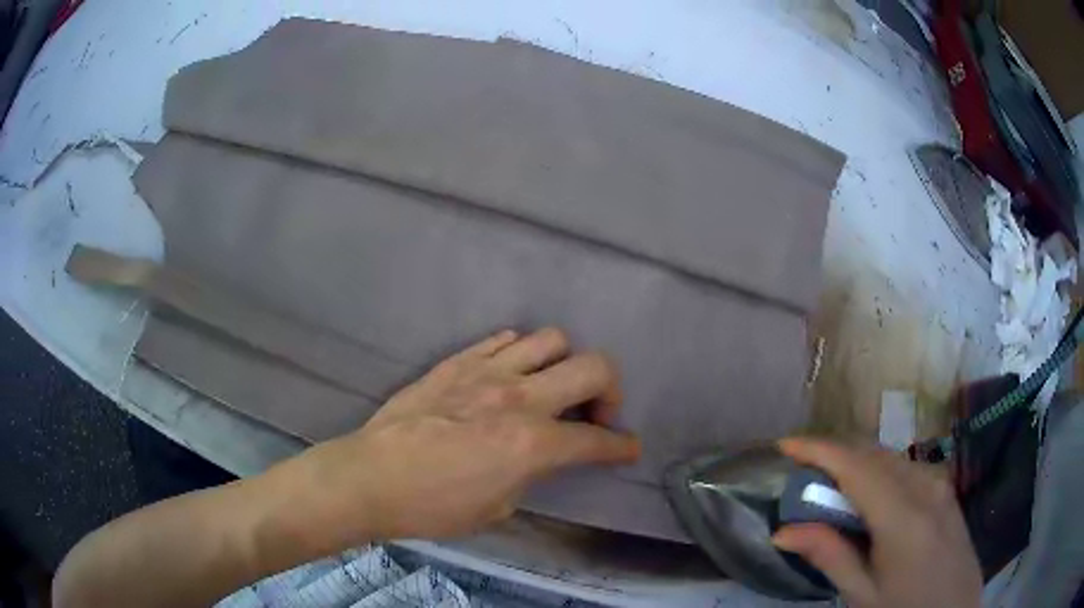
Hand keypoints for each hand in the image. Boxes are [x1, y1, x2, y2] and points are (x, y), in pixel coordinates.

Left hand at [271, 328, 639, 548]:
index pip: (597, 440)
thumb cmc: (433, 506)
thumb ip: (531, 474)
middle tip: (596, 414)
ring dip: (564, 364)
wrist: (371, 477)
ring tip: (550, 387)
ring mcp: (487, 372)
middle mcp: (519, 398)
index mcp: (532, 443)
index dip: (622, 447)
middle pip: (593, 368)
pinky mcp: (457, 362)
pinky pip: (503, 339)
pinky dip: (520, 353)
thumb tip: (541, 457)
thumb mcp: (497, 507)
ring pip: (551, 339)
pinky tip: (510, 374)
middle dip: (610, 391)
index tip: (628, 448)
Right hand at [772, 438, 981, 607]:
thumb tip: (782, 531)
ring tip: (830, 484)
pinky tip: (870, 495)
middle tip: (802, 471)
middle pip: (874, 453)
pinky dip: (879, 470)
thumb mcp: (863, 595)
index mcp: (902, 516)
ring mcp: (939, 484)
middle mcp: (924, 486)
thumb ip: (829, 556)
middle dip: (835, 453)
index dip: (819, 449)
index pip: (856, 466)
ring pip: (891, 457)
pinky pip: (907, 467)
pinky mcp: (946, 490)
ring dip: (857, 460)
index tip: (785, 446)